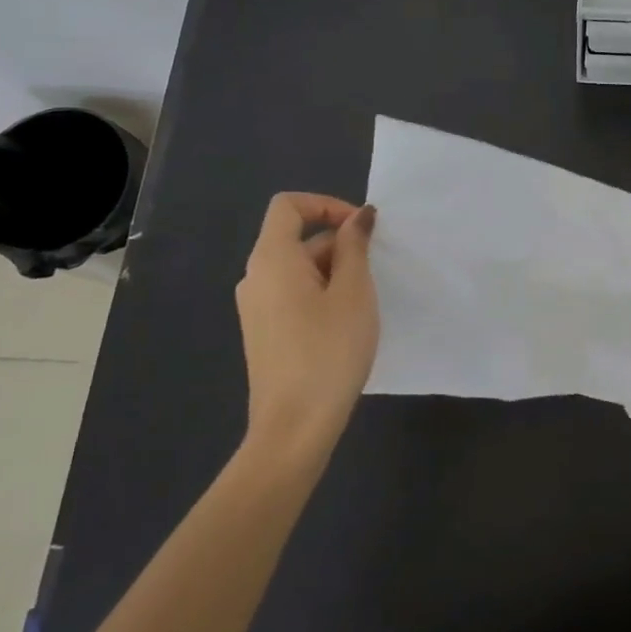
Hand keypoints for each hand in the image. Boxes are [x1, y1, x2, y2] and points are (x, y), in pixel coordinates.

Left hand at [234, 193, 378, 454]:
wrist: (294, 427)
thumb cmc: (329, 350)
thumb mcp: (354, 292)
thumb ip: (355, 247)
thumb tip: (358, 217)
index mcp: (272, 259)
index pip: (288, 206)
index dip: (327, 204)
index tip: (362, 228)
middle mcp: (255, 277)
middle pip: (297, 238)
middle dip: (340, 245)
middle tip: (375, 274)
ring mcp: (256, 307)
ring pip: (299, 269)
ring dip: (335, 272)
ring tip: (364, 304)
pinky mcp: (264, 332)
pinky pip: (293, 294)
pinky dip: (322, 294)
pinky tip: (346, 325)